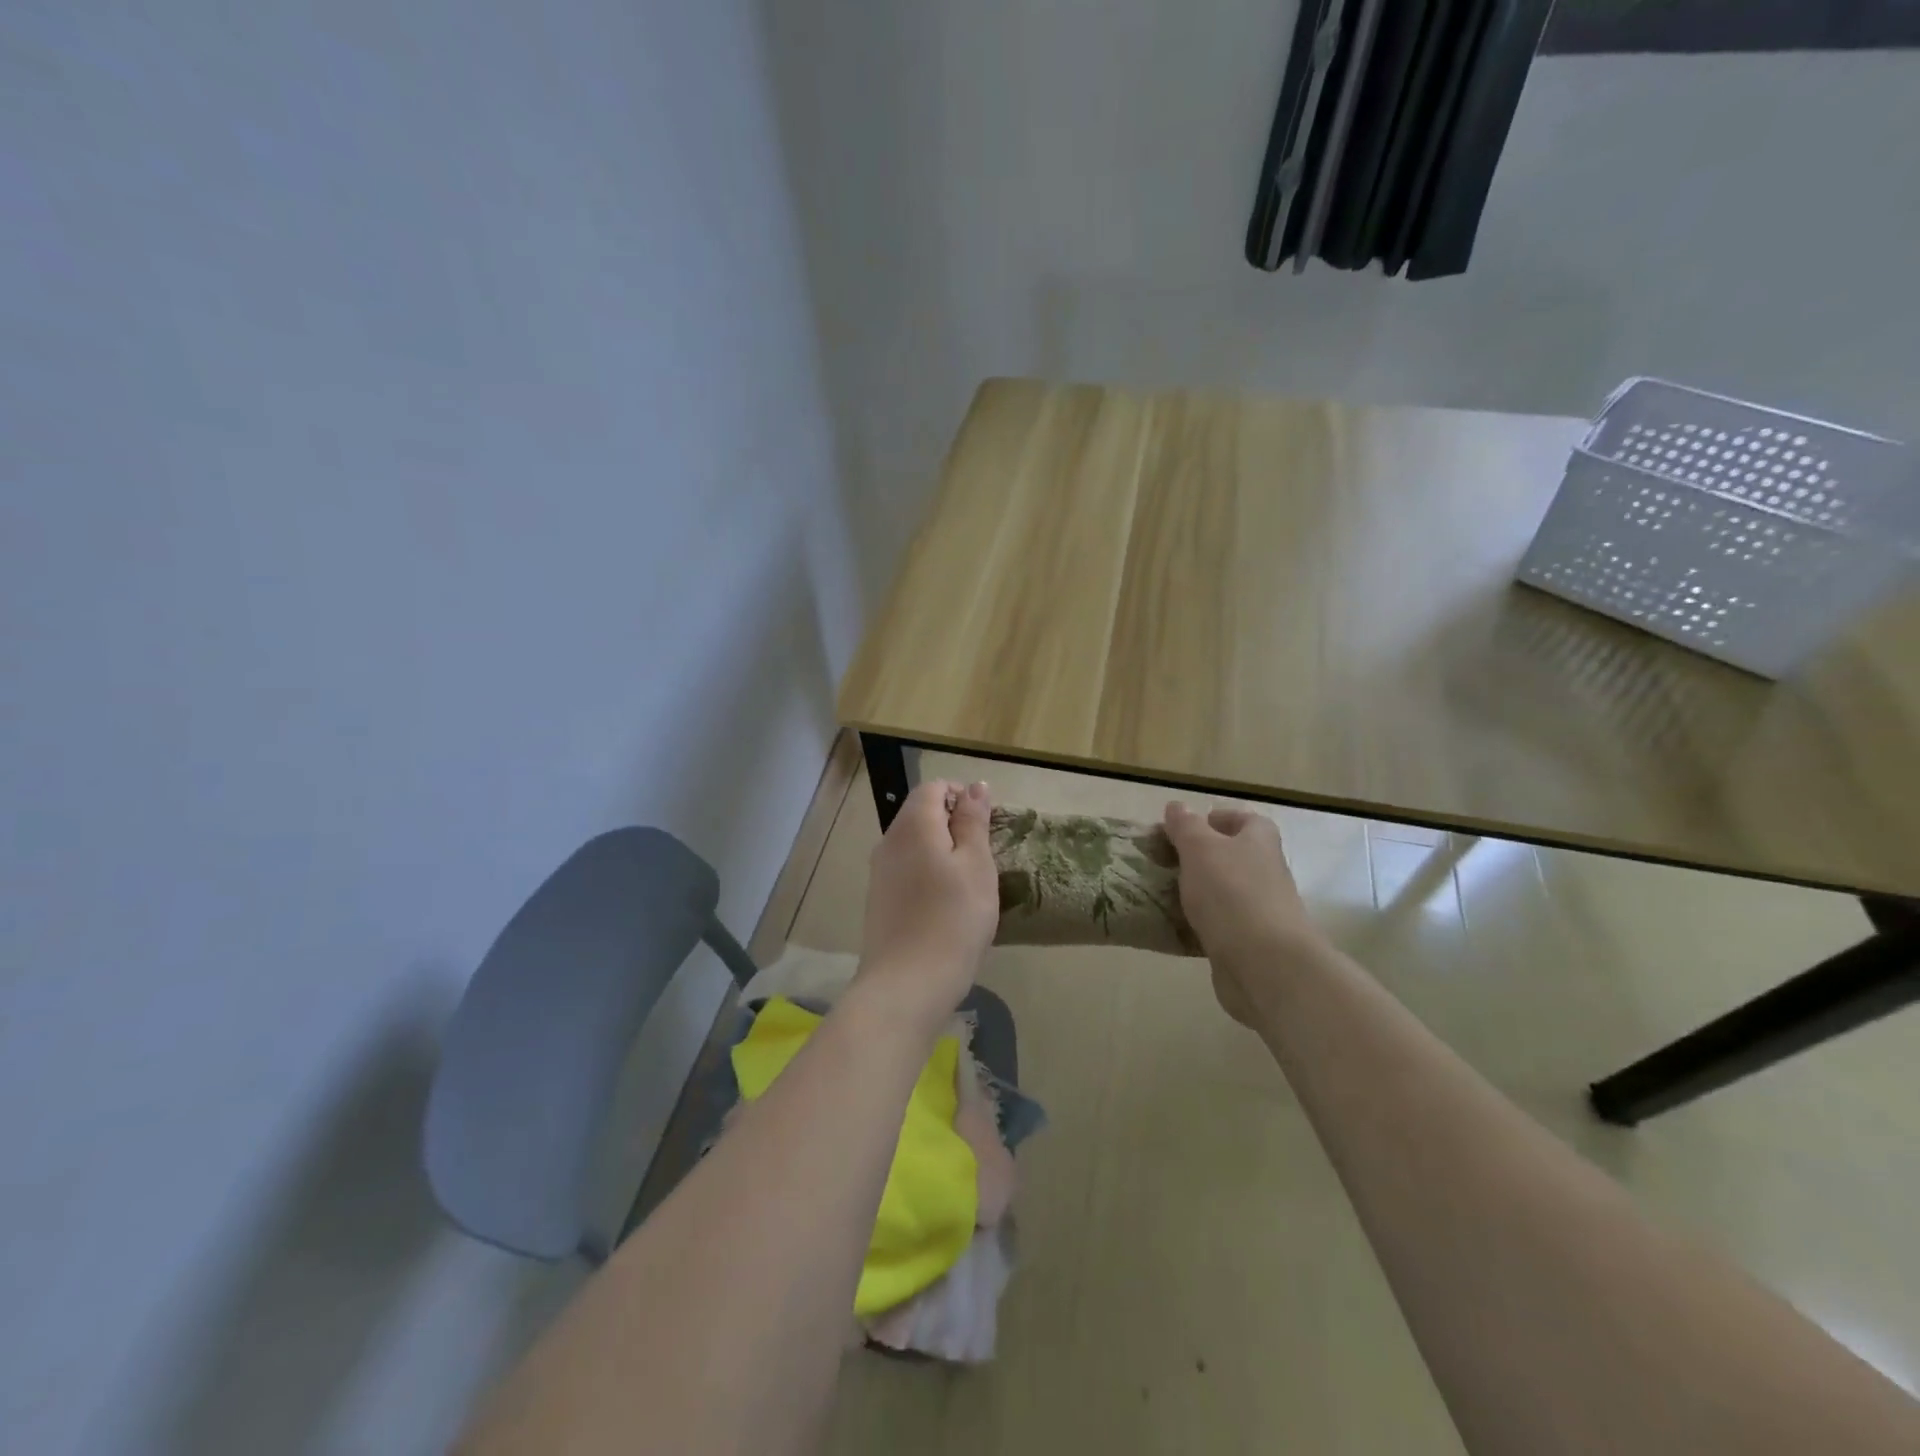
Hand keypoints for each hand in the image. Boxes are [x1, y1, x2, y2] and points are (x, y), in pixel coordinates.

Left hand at [856, 779, 997, 1027]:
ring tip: (970, 882)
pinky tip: (947, 904)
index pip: (933, 788)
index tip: (987, 826)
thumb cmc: (953, 919)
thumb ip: (974, 822)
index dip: (962, 796)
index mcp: (913, 825)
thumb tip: (975, 787)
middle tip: (984, 856)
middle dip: (954, 824)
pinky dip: (928, 873)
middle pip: (921, 813)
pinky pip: (906, 869)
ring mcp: (879, 872)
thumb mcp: (976, 865)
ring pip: (914, 844)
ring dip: (943, 851)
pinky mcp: (879, 899)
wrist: (907, 985)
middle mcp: (889, 841)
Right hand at [1163, 803, 1322, 1026]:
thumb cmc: (1231, 893)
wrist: (1265, 964)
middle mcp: (1266, 873)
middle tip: (1165, 862)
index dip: (1218, 819)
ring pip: (1225, 893)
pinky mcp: (1251, 943)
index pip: (1246, 820)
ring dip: (1199, 892)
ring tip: (1162, 893)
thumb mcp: (1200, 849)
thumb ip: (1186, 826)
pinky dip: (1200, 924)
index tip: (1186, 828)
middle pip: (1234, 857)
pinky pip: (1221, 926)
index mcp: (1259, 842)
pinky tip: (1175, 927)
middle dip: (1201, 858)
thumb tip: (1177, 806)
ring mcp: (1261, 910)